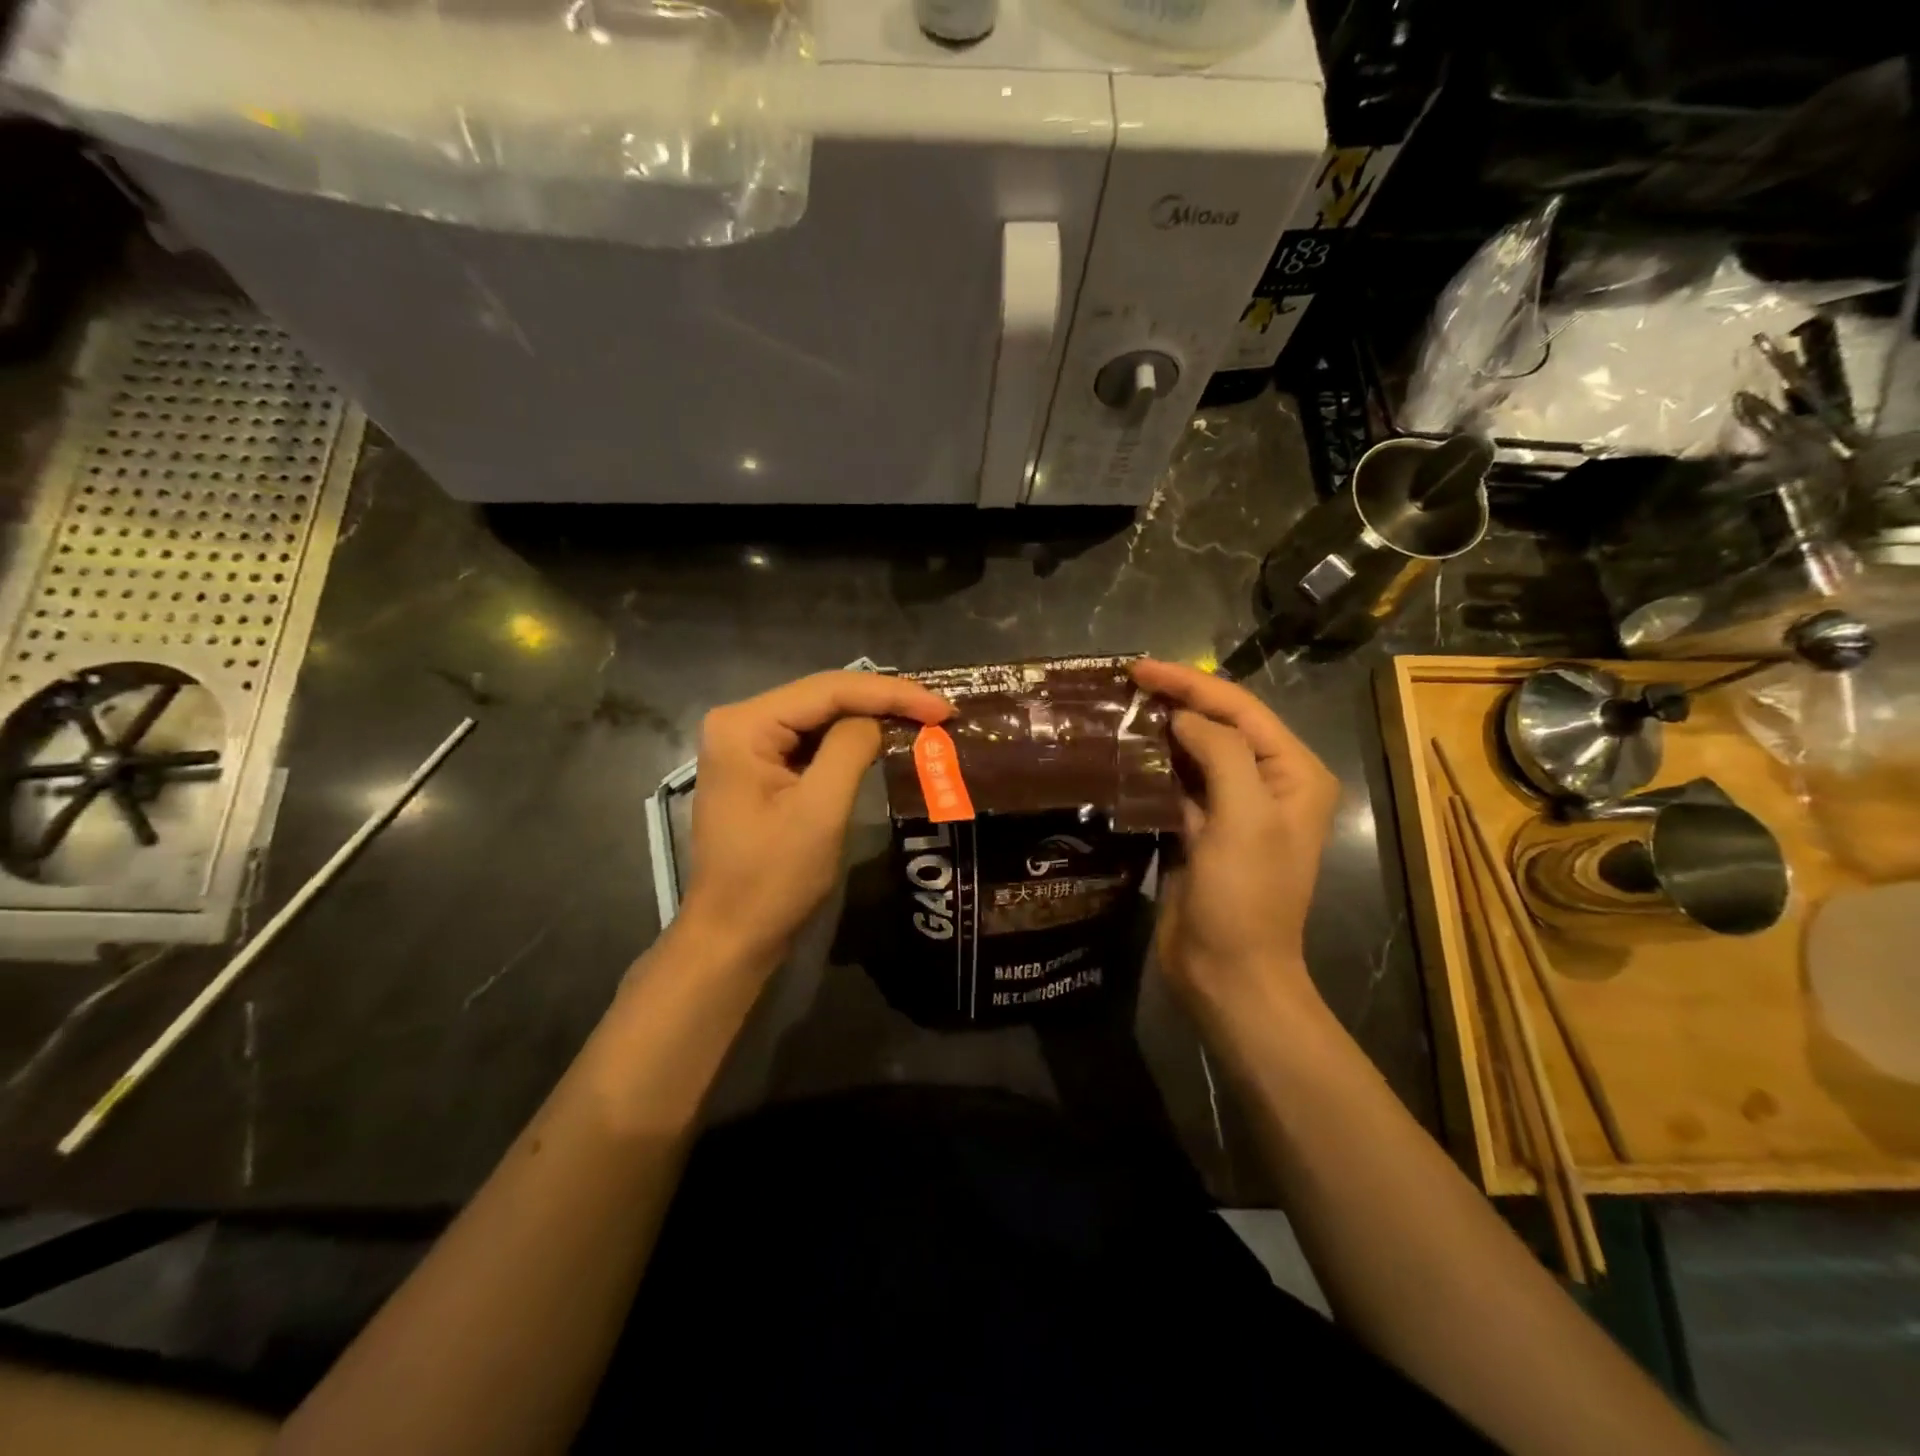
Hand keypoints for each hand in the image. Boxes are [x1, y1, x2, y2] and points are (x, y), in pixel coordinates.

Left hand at [679, 671, 951, 966]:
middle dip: (884, 701)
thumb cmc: (773, 880)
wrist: (733, 936)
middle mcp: (740, 722)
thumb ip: (849, 750)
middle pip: (824, 696)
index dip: (891, 693)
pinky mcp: (760, 767)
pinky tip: (885, 738)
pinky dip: (851, 740)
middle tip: (940, 712)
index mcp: (744, 725)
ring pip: (821, 715)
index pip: (828, 690)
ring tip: (923, 720)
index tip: (943, 708)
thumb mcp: (819, 812)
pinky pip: (812, 740)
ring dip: (871, 717)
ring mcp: (747, 744)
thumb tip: (877, 721)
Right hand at [1130, 659, 1339, 1021]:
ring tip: (1118, 709)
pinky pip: (1175, 785)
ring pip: (1193, 753)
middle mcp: (1267, 784)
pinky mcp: (1200, 831)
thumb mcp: (1244, 818)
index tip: (1139, 668)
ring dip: (1160, 731)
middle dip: (1175, 701)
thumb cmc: (1247, 897)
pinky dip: (1152, 767)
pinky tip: (1122, 754)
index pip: (1241, 709)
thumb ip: (1220, 754)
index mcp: (1293, 774)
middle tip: (1124, 683)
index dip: (1190, 683)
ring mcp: (1232, 809)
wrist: (1228, 974)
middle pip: (1218, 725)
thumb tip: (1184, 717)